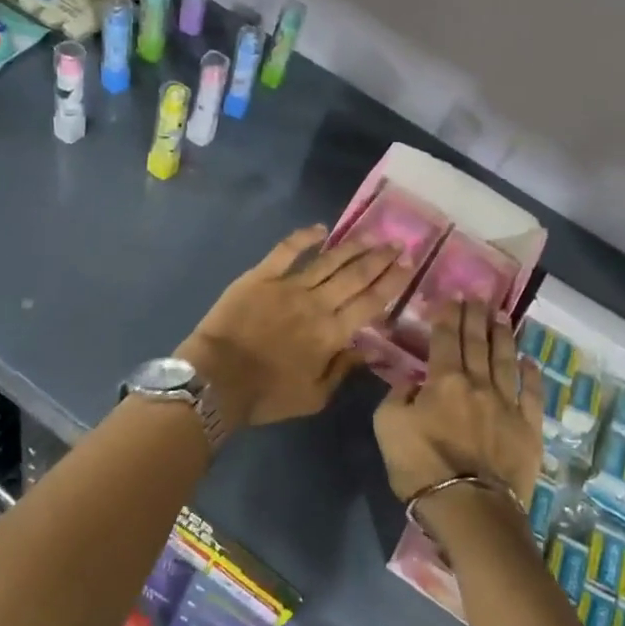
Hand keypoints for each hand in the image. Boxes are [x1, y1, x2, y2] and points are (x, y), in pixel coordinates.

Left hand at [178, 225, 404, 428]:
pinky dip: (304, 236)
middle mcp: (317, 303)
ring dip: (353, 246)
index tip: (408, 265)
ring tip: (372, 235)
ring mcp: (289, 286)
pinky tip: (321, 228)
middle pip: (356, 276)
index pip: (371, 302)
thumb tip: (370, 349)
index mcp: (333, 333)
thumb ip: (344, 369)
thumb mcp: (315, 397)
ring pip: (329, 260)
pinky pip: (287, 250)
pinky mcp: (261, 276)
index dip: (392, 282)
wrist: (217, 380)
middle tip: (398, 243)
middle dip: (380, 258)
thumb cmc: (267, 395)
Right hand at [374, 300, 542, 506]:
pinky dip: (532, 375)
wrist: (469, 506)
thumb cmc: (420, 466)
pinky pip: (532, 394)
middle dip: (475, 317)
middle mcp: (478, 384)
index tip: (452, 297)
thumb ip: (398, 396)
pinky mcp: (528, 428)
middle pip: (477, 343)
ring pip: (506, 361)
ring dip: (503, 336)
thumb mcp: (388, 427)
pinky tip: (530, 360)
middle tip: (478, 297)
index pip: (445, 340)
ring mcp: (507, 405)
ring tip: (503, 316)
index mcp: (443, 381)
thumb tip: (414, 382)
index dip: (448, 316)